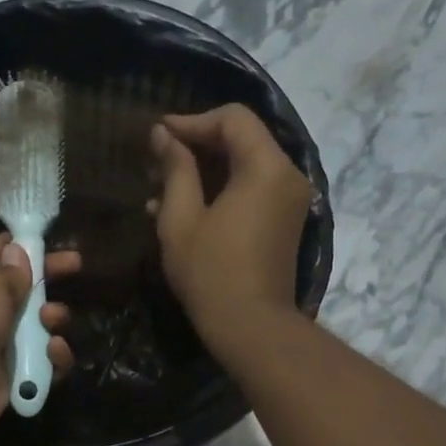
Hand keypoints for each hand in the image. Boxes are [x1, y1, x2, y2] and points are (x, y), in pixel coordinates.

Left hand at [0, 234, 78, 438]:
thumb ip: (12, 271)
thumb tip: (18, 254)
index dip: (17, 245)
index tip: (46, 241)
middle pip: (21, 288)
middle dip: (48, 278)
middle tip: (77, 266)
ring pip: (38, 325)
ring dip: (53, 318)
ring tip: (51, 319)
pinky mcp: (14, 374)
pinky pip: (44, 361)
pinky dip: (53, 357)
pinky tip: (53, 351)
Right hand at [150, 105, 311, 351]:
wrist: (251, 327)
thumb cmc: (211, 273)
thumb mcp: (181, 219)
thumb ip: (175, 169)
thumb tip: (163, 134)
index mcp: (266, 167)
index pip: (232, 119)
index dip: (192, 121)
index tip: (158, 136)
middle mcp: (286, 175)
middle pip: (242, 139)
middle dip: (197, 146)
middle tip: (156, 163)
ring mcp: (289, 200)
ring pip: (245, 165)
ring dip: (205, 171)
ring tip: (161, 188)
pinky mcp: (283, 222)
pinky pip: (252, 189)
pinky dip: (221, 190)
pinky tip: (184, 208)